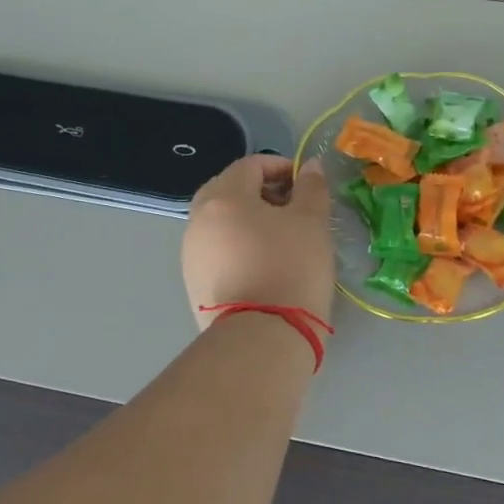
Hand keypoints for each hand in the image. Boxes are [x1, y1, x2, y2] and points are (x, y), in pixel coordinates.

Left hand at [182, 155, 334, 330]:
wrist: (261, 338)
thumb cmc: (290, 268)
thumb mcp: (312, 222)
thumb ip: (311, 187)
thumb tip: (309, 166)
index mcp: (224, 197)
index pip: (250, 165)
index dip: (281, 167)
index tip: (305, 184)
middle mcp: (198, 219)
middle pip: (229, 190)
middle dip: (261, 192)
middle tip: (292, 209)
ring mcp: (191, 253)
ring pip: (220, 221)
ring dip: (248, 219)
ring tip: (280, 238)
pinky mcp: (193, 283)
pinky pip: (216, 250)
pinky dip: (237, 245)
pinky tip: (262, 264)